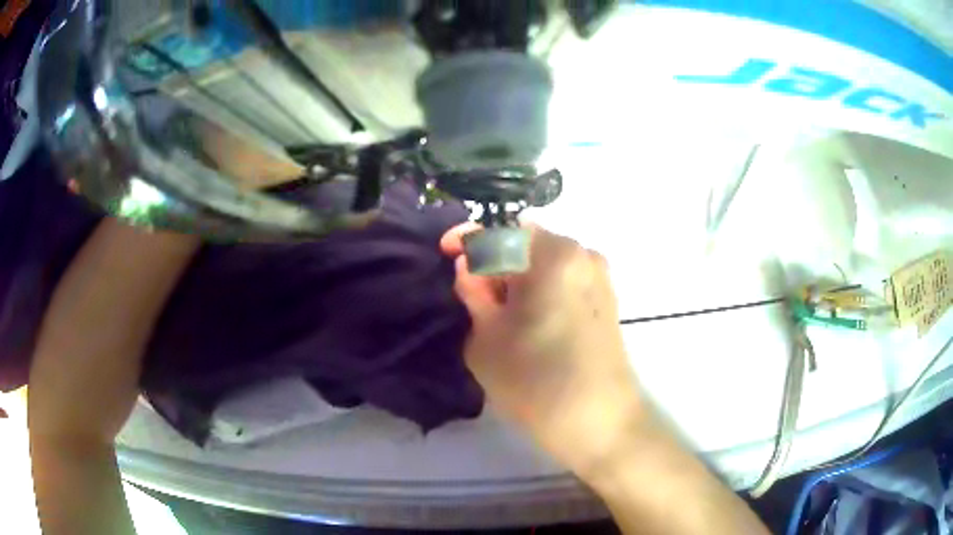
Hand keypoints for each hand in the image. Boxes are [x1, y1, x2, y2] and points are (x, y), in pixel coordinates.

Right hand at [441, 224, 645, 477]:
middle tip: (473, 297)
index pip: (499, 231)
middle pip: (525, 243)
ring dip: (516, 277)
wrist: (602, 424)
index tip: (445, 252)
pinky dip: (538, 289)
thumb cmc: (538, 383)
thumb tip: (471, 269)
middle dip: (493, 261)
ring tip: (498, 315)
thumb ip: (473, 294)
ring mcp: (599, 276)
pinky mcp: (606, 300)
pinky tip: (527, 322)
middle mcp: (581, 254)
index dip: (466, 238)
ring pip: (544, 262)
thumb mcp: (486, 340)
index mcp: (552, 254)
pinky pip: (563, 280)